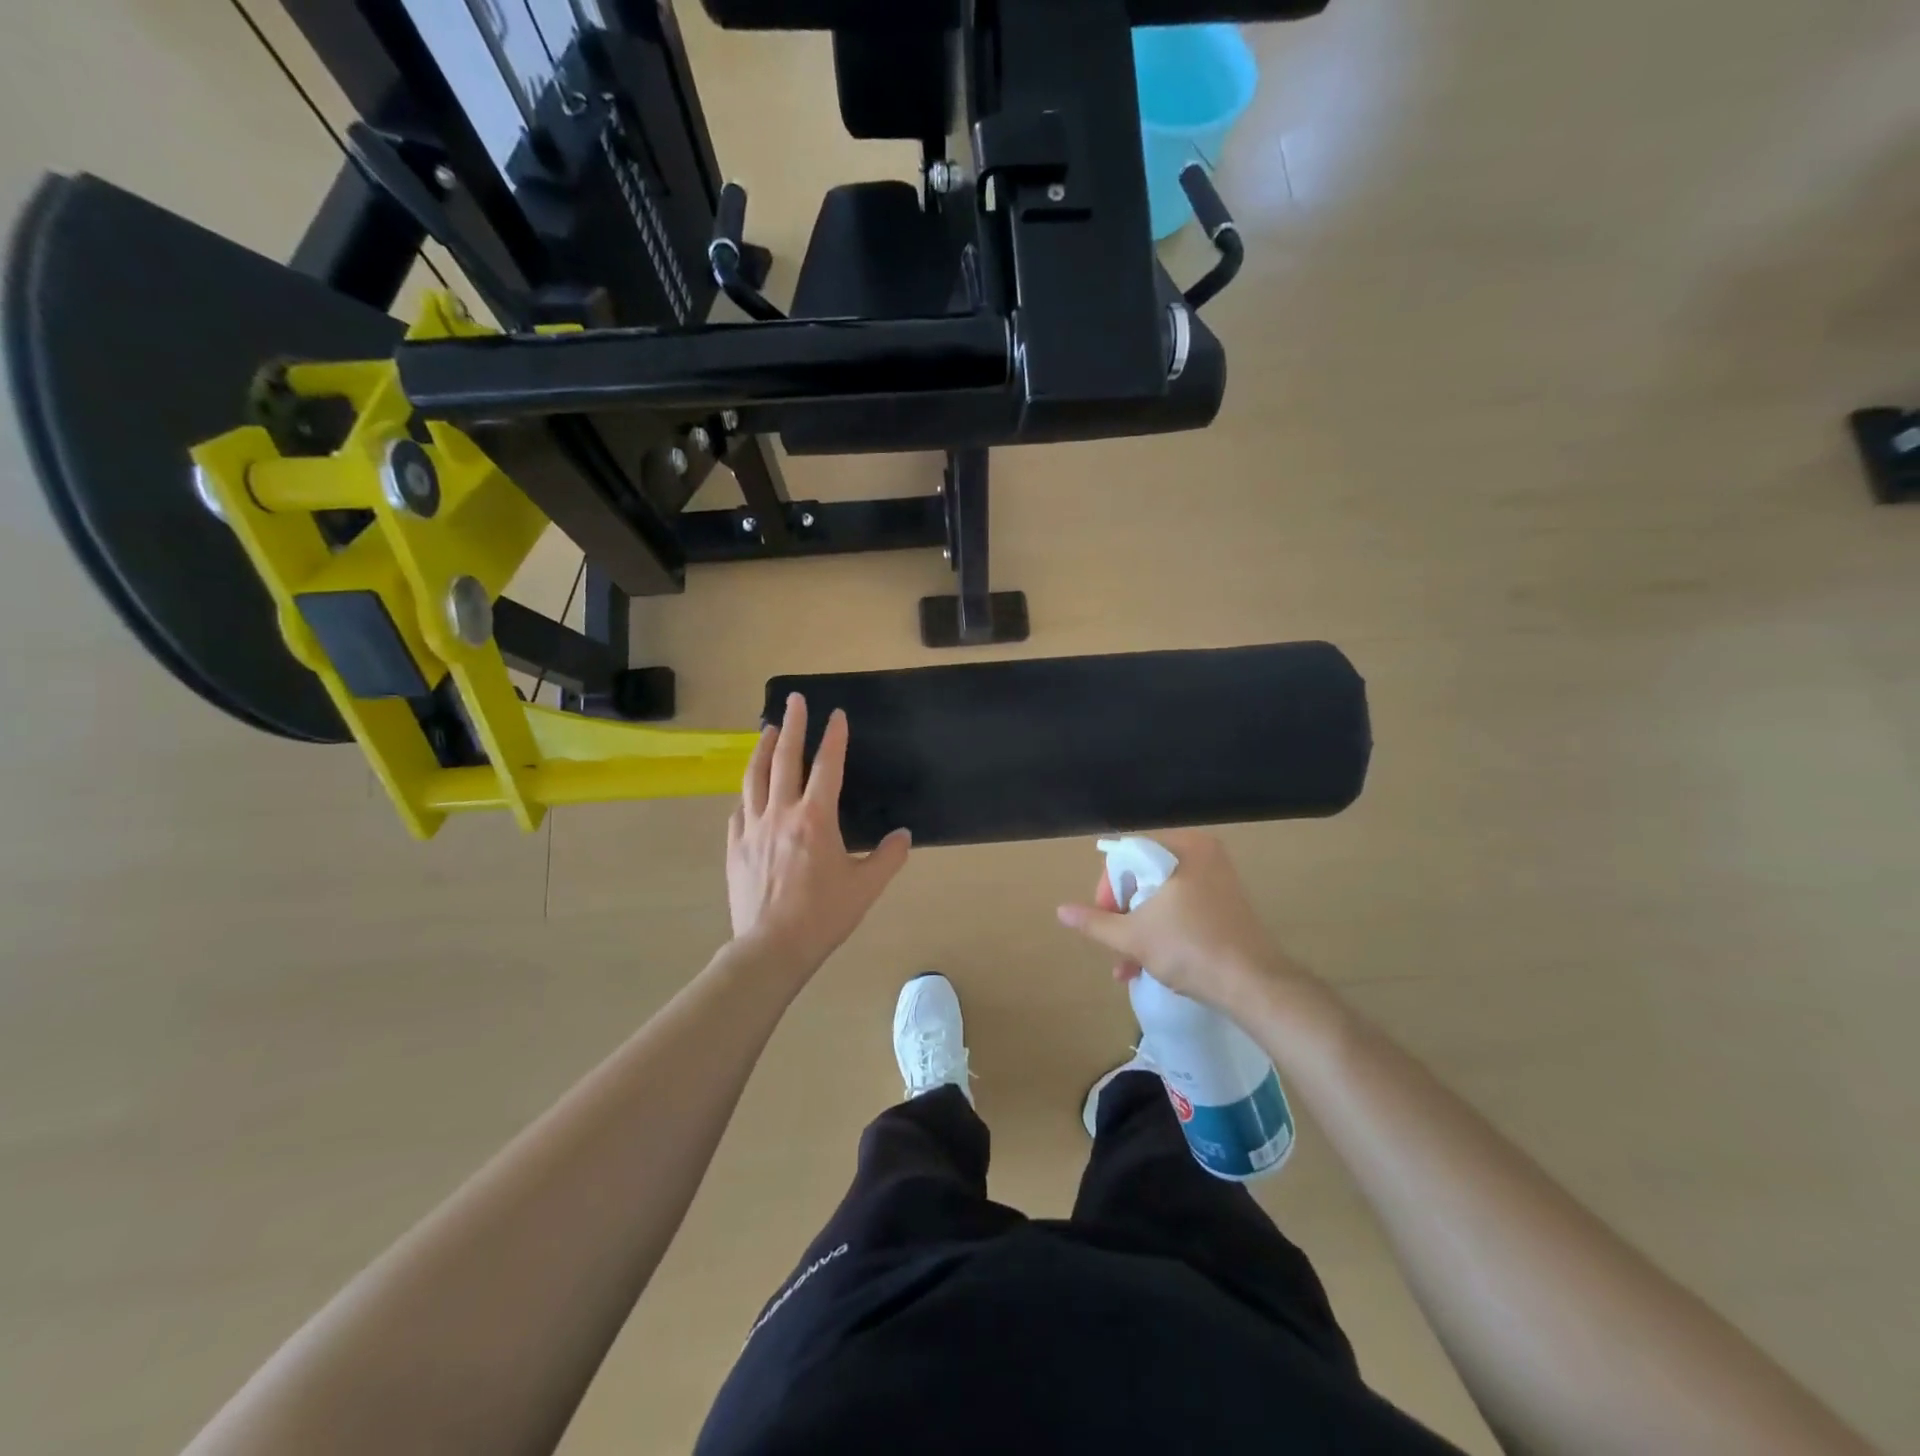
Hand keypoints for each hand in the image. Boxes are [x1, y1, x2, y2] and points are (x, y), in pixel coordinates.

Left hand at [727, 693, 910, 981]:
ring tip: (766, 730)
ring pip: (755, 778)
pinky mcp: (735, 847)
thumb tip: (903, 834)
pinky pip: (739, 810)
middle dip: (791, 726)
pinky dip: (747, 792)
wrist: (772, 948)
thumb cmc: (823, 915)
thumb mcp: (866, 887)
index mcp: (815, 818)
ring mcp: (753, 828)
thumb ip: (888, 857)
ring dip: (762, 750)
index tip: (836, 714)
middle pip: (784, 759)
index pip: (827, 766)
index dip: (833, 737)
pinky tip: (749, 790)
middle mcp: (781, 813)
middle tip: (793, 700)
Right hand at [1055, 831, 1299, 1017]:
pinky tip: (1149, 965)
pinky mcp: (1228, 905)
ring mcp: (1219, 880)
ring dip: (1139, 930)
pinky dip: (1163, 931)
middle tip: (1114, 946)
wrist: (1254, 986)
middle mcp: (1203, 855)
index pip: (1127, 856)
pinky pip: (1183, 908)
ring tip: (1126, 968)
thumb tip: (1060, 911)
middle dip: (1123, 916)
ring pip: (1162, 898)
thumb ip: (1095, 922)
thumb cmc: (1190, 949)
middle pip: (1144, 878)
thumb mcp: (1133, 936)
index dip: (1108, 890)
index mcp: (1183, 848)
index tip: (1104, 921)